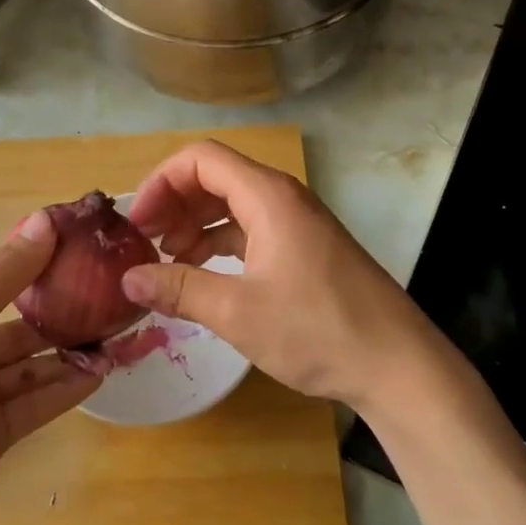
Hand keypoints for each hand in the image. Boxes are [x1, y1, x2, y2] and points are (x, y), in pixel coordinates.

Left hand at [0, 212, 100, 524]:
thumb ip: (3, 275)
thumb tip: (47, 222)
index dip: (26, 256)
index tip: (72, 241)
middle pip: (14, 319)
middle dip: (54, 306)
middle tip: (105, 290)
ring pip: (30, 362)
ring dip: (67, 350)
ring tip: (114, 334)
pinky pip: (37, 402)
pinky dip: (66, 388)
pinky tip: (100, 373)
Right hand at [121, 141, 446, 411]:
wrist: (397, 365)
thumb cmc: (317, 330)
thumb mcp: (237, 312)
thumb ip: (179, 289)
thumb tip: (127, 280)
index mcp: (268, 197)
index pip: (201, 159)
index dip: (161, 183)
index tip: (137, 223)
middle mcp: (283, 199)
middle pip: (215, 178)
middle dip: (174, 204)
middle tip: (145, 244)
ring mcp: (298, 224)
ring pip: (233, 205)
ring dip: (195, 226)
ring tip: (167, 262)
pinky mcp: (306, 249)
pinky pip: (252, 230)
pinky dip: (221, 244)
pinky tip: (203, 275)